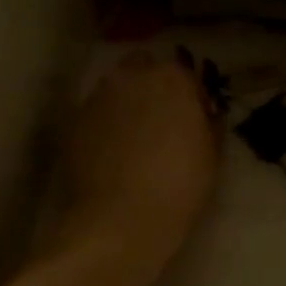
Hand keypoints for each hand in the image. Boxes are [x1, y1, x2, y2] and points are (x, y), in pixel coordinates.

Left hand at [57, 51, 221, 259]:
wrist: (121, 218)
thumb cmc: (180, 185)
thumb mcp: (212, 154)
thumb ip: (207, 122)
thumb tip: (202, 113)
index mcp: (172, 78)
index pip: (183, 72)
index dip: (189, 94)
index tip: (192, 117)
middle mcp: (131, 77)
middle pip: (142, 67)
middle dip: (151, 85)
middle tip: (160, 119)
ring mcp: (98, 97)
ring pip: (114, 88)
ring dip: (125, 102)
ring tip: (132, 137)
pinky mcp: (74, 121)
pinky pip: (94, 114)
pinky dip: (103, 125)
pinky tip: (109, 153)